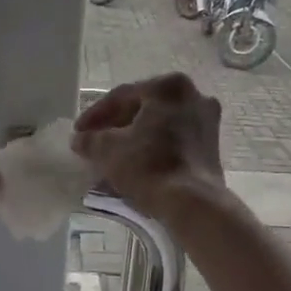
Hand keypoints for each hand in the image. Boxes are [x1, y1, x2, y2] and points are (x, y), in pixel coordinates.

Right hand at [72, 74, 225, 223]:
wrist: (193, 203)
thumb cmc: (149, 166)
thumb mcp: (108, 150)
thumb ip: (90, 139)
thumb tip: (80, 139)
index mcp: (168, 87)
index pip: (121, 96)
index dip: (95, 115)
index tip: (78, 131)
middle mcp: (193, 95)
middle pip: (143, 107)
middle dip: (116, 125)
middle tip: (94, 141)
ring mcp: (207, 120)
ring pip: (160, 124)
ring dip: (135, 137)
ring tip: (112, 155)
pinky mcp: (212, 145)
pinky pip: (174, 139)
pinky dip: (154, 147)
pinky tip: (136, 163)